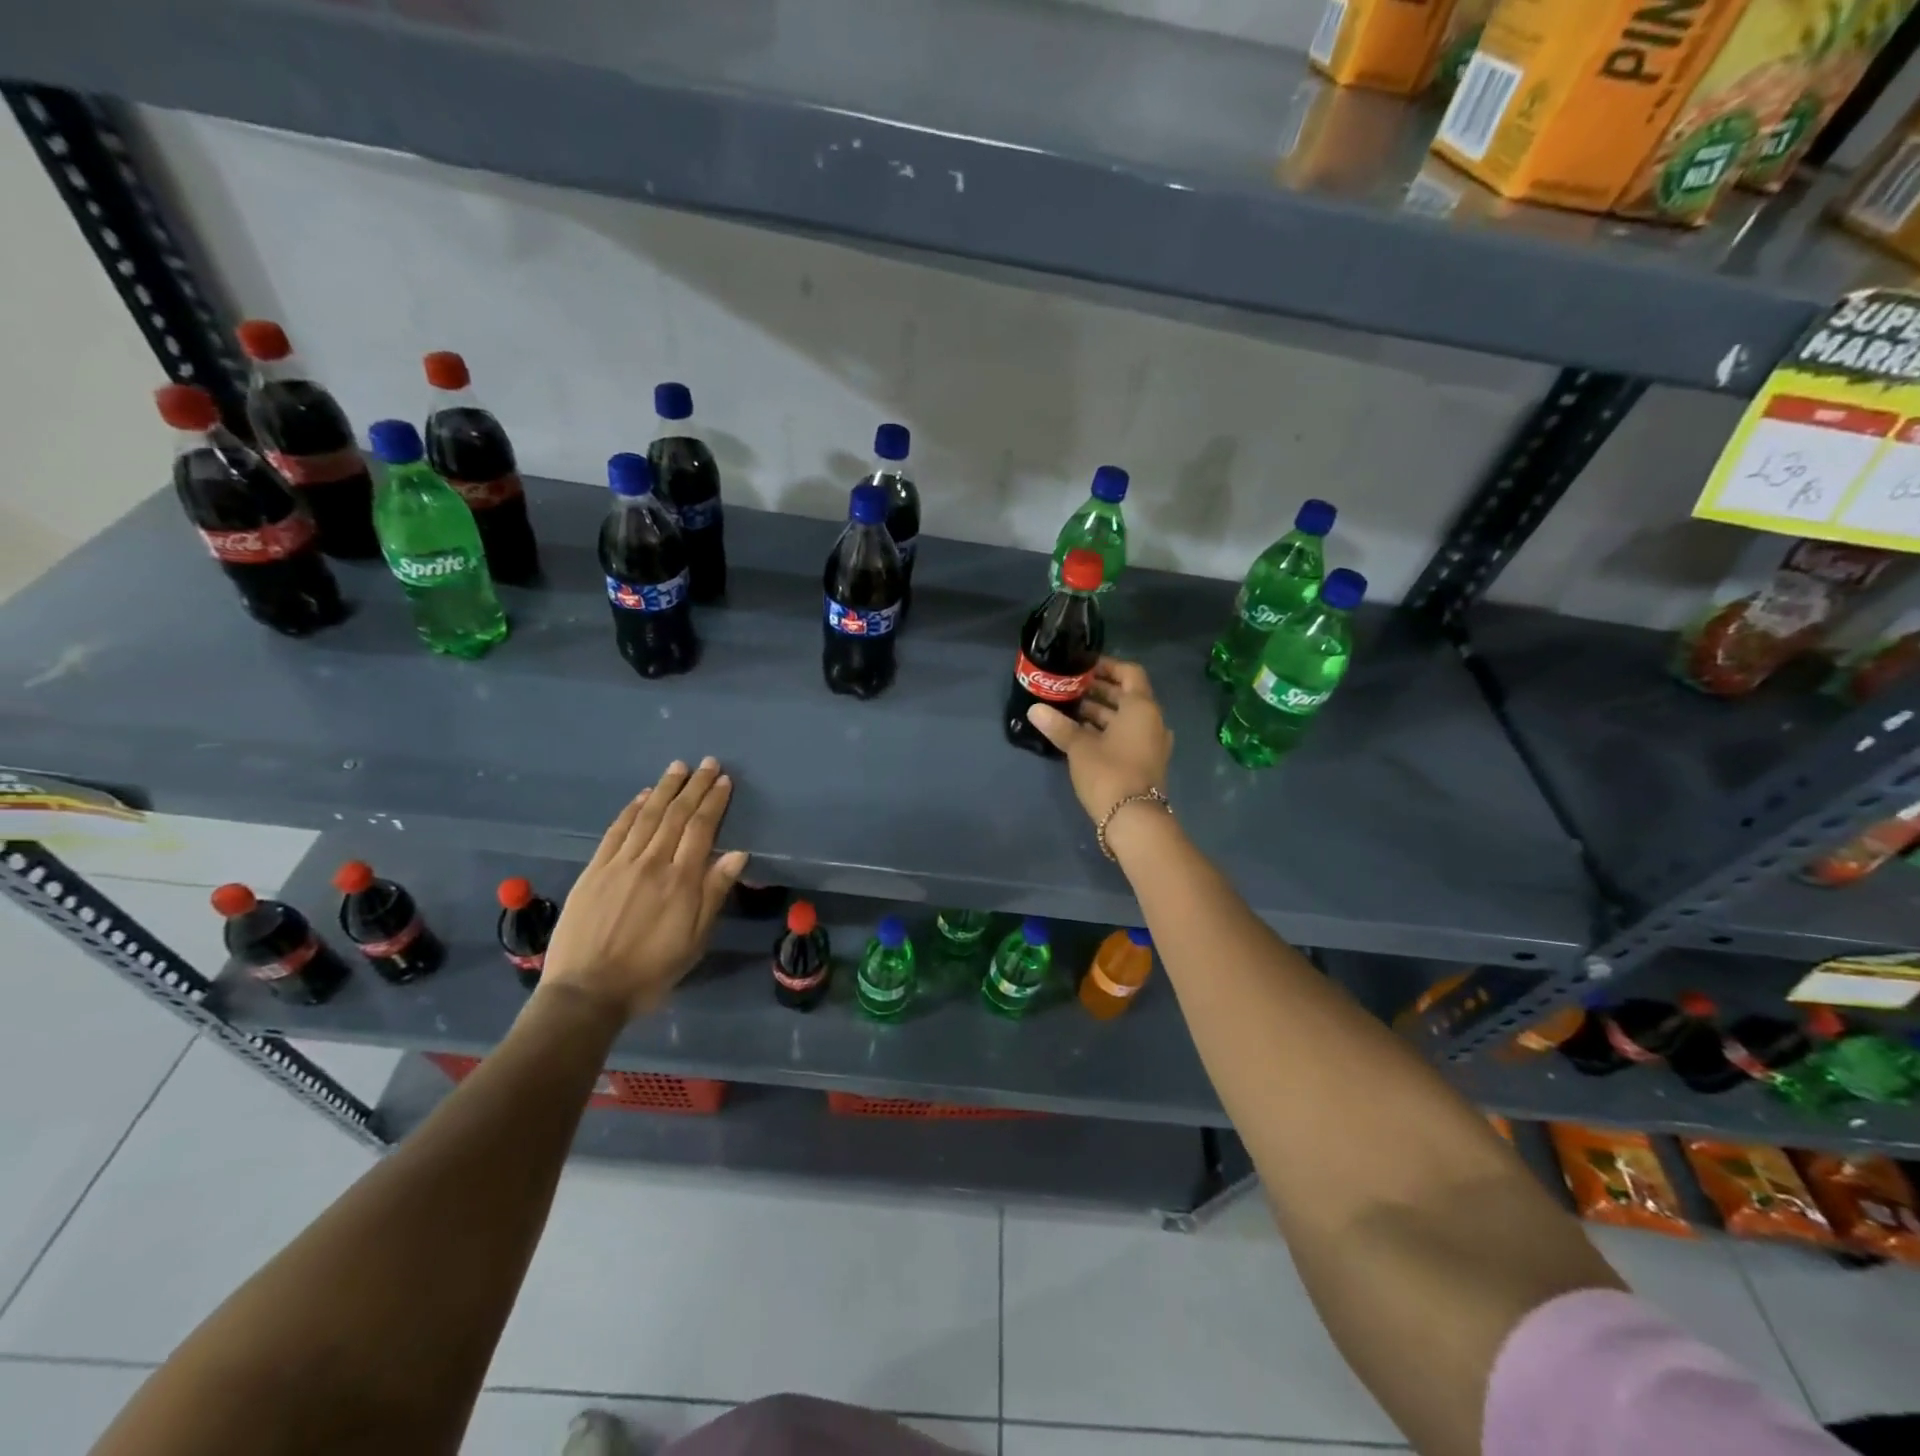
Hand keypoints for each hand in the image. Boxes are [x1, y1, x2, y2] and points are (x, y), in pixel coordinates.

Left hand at [541, 757, 748, 1020]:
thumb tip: (738, 854)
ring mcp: (620, 864)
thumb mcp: (695, 941)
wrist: (587, 992)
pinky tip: (641, 797)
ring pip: (647, 816)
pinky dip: (631, 810)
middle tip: (708, 764)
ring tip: (679, 767)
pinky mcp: (594, 871)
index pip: (702, 829)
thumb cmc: (651, 972)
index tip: (724, 781)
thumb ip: (714, 894)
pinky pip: (616, 831)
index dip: (714, 802)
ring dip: (665, 788)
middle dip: (694, 786)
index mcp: (682, 881)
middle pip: (676, 815)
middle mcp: (652, 863)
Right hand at [1025, 658, 1173, 823]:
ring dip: (1100, 713)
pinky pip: (1126, 736)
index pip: (1129, 672)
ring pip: (1125, 718)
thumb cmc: (1109, 772)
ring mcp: (1151, 743)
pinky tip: (1080, 735)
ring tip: (1068, 711)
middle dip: (1098, 691)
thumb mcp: (1079, 747)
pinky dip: (1107, 731)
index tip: (1082, 667)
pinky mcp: (1145, 762)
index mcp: (1141, 707)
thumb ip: (1059, 726)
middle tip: (1069, 688)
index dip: (1107, 666)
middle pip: (1126, 695)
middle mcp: (1152, 720)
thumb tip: (1034, 709)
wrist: (1134, 820)